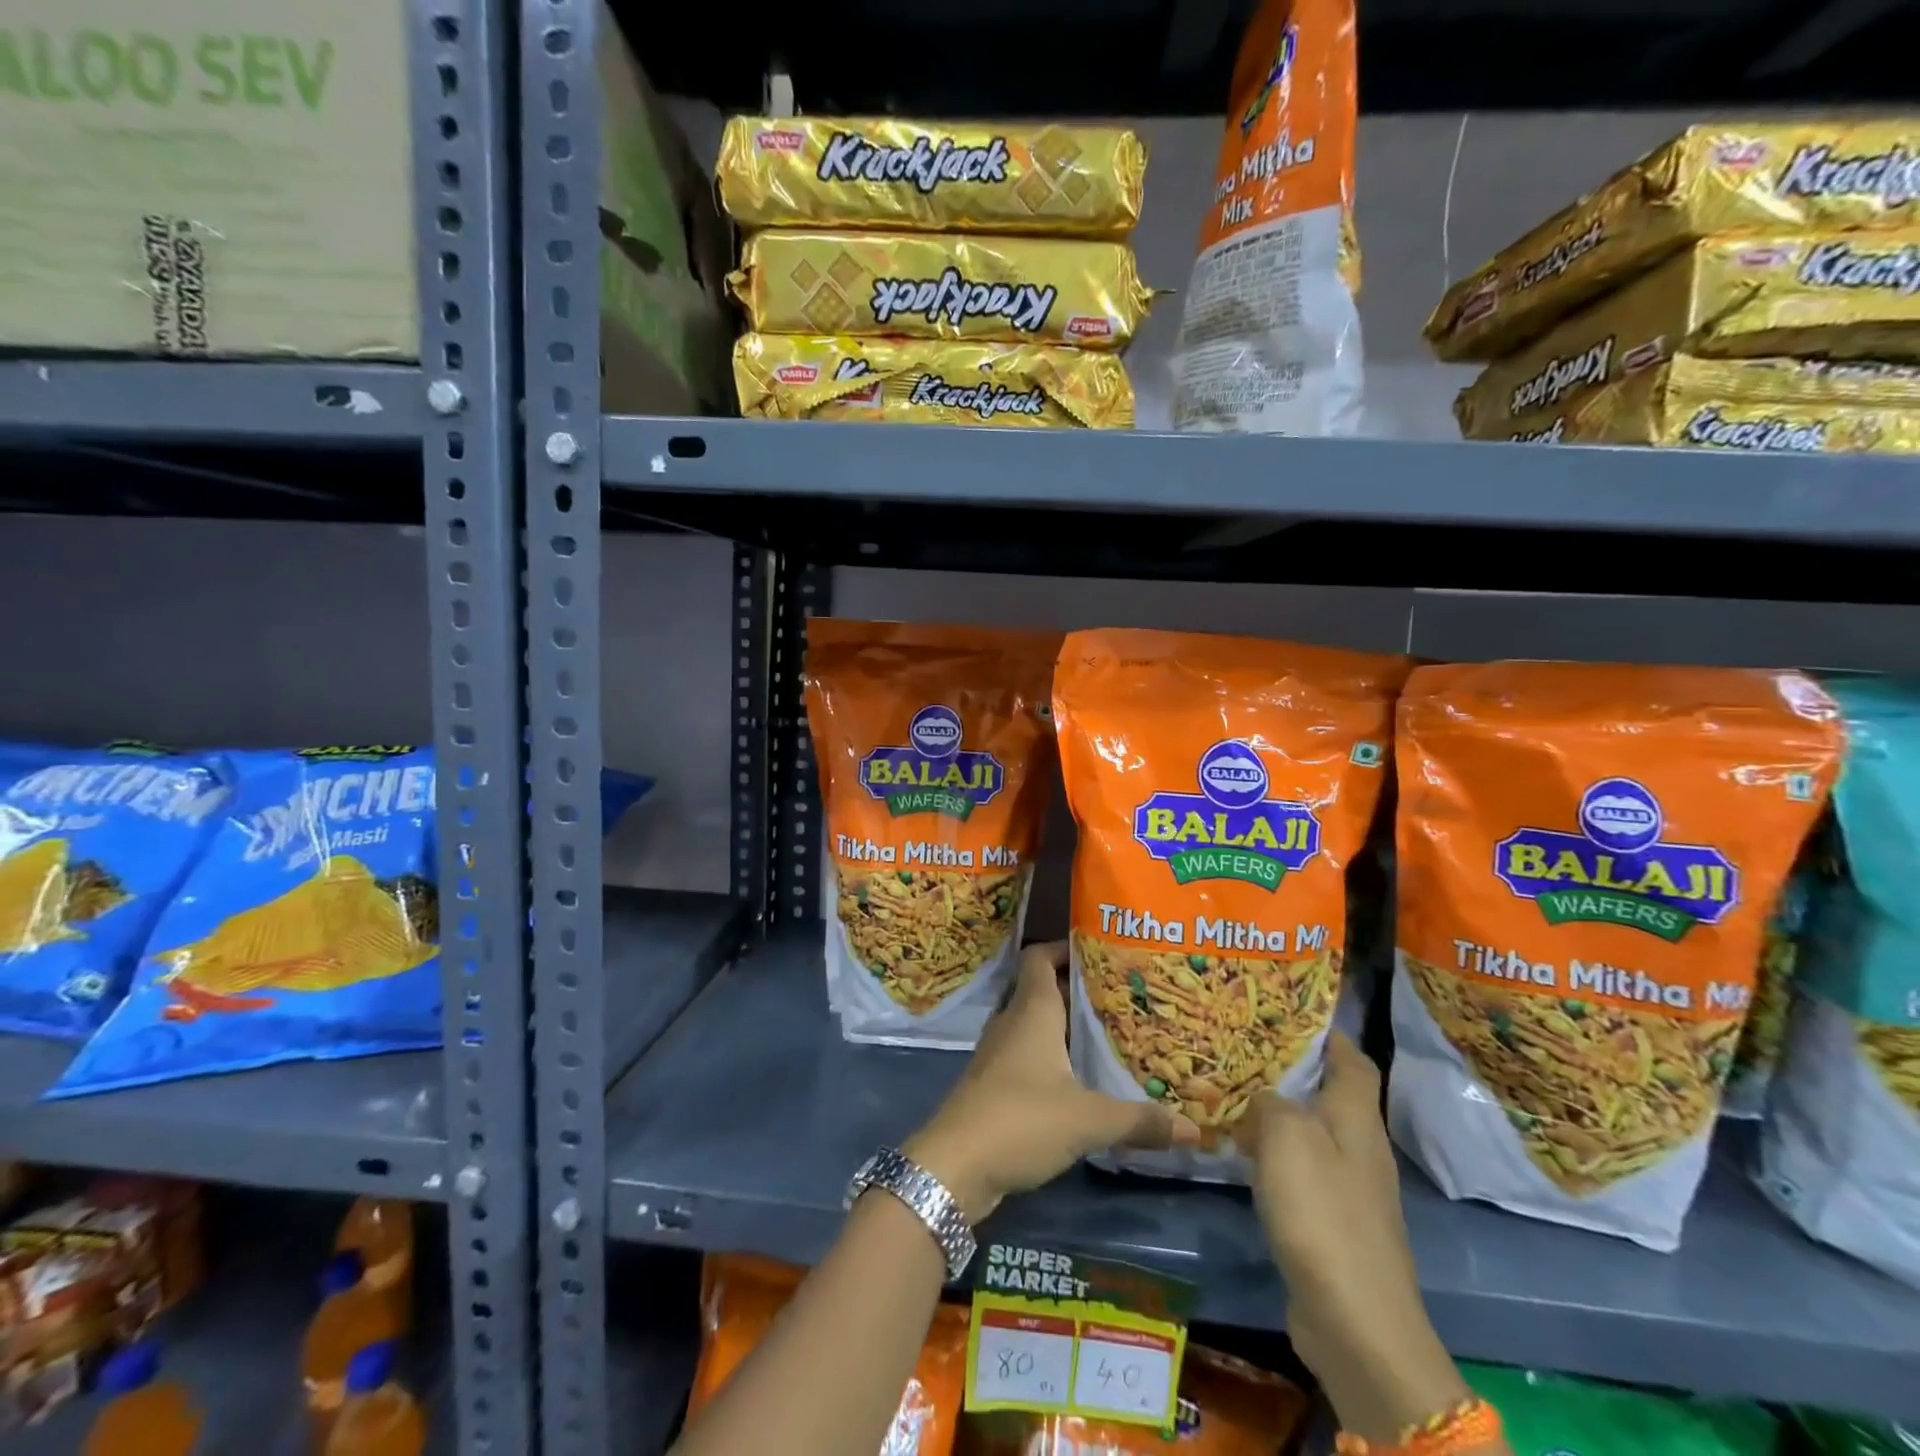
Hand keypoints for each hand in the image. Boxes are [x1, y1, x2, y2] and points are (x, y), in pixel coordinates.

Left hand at [904, 941, 1200, 1222]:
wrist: (954, 1166)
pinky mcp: (994, 1084)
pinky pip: (1027, 1054)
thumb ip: (1139, 1120)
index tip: (1101, 952)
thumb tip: (1193, 1128)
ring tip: (1107, 1034)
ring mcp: (998, 1053)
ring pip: (1035, 1024)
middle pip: (1043, 989)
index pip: (1041, 957)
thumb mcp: (1088, 1120)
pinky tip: (1079, 1079)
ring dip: (1065, 1025)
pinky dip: (1052, 1056)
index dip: (1065, 947)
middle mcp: (1012, 1022)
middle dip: (1078, 989)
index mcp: (1032, 1011)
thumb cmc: (1021, 1120)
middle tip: (1121, 996)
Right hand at [1238, 1034, 1470, 1444]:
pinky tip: (1240, 1153)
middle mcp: (1358, 1146)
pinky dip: (1272, 1153)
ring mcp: (1348, 1187)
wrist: (1356, 1320)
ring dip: (1275, 1112)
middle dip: (1289, 1069)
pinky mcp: (1331, 1221)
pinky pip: (1299, 1168)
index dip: (1326, 1032)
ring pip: (1308, 1130)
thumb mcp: (1286, 1136)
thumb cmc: (1322, 1211)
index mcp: (1356, 1117)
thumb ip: (1269, 1101)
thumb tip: (1261, 1096)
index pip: (1352, 1058)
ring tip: (1230, 1093)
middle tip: (1240, 1048)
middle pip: (1328, 1092)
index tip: (1286, 1012)